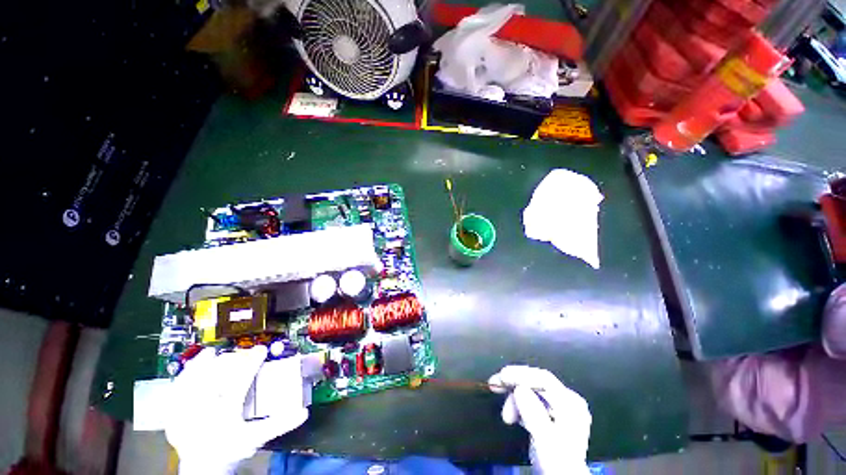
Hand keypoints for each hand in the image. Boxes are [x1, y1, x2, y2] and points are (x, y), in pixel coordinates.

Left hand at [165, 346, 308, 474]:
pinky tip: (190, 367)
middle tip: (241, 352)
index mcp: (225, 413)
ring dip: (203, 364)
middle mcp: (203, 409)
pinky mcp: (174, 413)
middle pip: (214, 376)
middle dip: (229, 361)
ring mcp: (185, 411)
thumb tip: (304, 412)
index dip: (252, 362)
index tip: (261, 349)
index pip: (240, 380)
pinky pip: (176, 389)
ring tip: (211, 353)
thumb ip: (279, 424)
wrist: (203, 469)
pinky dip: (184, 375)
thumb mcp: (256, 439)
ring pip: (192, 380)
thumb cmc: (230, 451)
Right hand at [489, 366, 591, 474]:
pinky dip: (518, 405)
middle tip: (494, 385)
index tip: (501, 376)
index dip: (520, 374)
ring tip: (506, 417)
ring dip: (514, 399)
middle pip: (535, 383)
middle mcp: (566, 401)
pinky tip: (513, 416)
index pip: (543, 379)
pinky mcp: (549, 417)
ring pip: (530, 392)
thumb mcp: (545, 439)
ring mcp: (559, 409)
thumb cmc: (557, 463)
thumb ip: (534, 413)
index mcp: (570, 404)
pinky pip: (531, 402)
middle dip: (514, 385)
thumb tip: (519, 389)